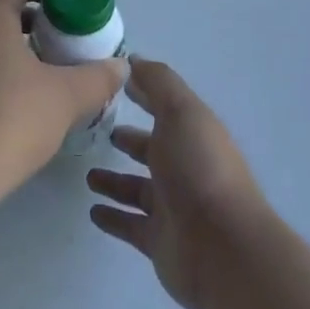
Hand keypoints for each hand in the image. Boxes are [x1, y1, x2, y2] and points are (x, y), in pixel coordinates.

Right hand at [88, 58, 268, 308]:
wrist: (222, 248)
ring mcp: (172, 207)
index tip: (114, 84)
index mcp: (192, 133)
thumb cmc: (199, 169)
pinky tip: (92, 211)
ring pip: (137, 189)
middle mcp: (184, 167)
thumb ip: (158, 83)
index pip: (164, 108)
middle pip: (151, 149)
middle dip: (129, 140)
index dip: (143, 94)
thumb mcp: (181, 112)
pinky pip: (130, 225)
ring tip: (87, 174)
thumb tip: (134, 60)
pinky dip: (113, 217)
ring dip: (114, 181)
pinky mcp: (159, 241)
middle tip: (96, 131)